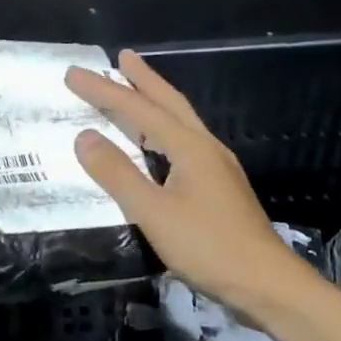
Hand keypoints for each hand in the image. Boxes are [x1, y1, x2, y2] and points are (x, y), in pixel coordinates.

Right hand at [65, 52, 316, 319]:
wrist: (266, 282)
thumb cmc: (208, 247)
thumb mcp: (154, 213)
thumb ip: (118, 174)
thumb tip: (84, 136)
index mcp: (189, 147)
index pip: (139, 110)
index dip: (104, 91)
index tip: (74, 73)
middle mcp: (205, 147)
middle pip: (170, 103)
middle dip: (143, 79)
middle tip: (121, 58)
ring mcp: (217, 167)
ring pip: (180, 122)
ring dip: (156, 102)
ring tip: (135, 90)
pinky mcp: (220, 187)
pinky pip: (184, 143)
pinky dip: (164, 130)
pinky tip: (158, 144)